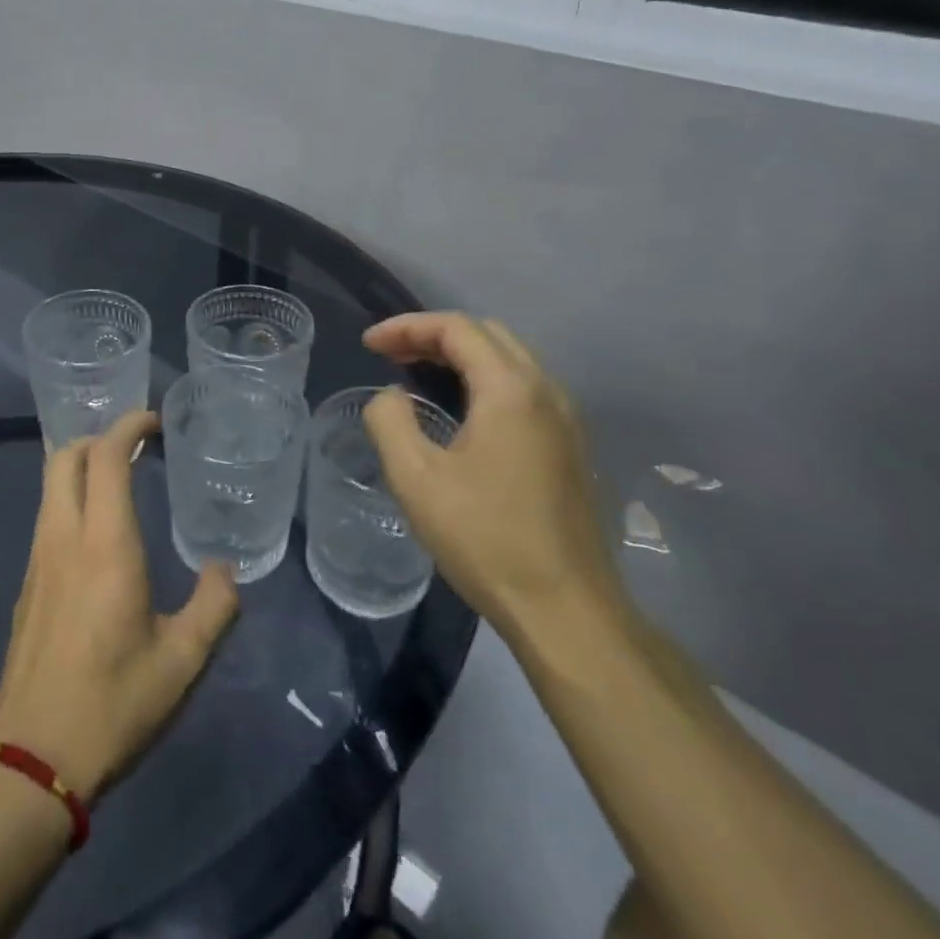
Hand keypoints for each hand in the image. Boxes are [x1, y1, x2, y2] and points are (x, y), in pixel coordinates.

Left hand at [0, 410, 239, 802]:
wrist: (30, 759)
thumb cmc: (113, 704)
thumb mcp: (182, 663)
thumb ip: (213, 607)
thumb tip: (224, 570)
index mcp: (104, 544)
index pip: (106, 456)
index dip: (128, 425)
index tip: (154, 421)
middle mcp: (63, 537)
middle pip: (64, 456)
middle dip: (97, 437)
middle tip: (135, 448)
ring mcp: (37, 560)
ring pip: (50, 485)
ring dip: (81, 467)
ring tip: (121, 483)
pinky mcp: (27, 585)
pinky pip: (46, 517)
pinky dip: (70, 500)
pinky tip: (97, 535)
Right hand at [362, 312, 622, 637]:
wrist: (566, 611)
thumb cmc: (485, 539)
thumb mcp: (415, 478)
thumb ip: (390, 420)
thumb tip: (392, 397)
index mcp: (511, 390)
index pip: (457, 328)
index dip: (406, 327)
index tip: (369, 345)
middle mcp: (547, 392)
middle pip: (487, 334)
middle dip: (433, 335)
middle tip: (391, 355)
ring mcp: (566, 420)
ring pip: (509, 360)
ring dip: (460, 356)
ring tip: (416, 375)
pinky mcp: (571, 447)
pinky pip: (523, 388)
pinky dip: (483, 380)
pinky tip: (459, 411)